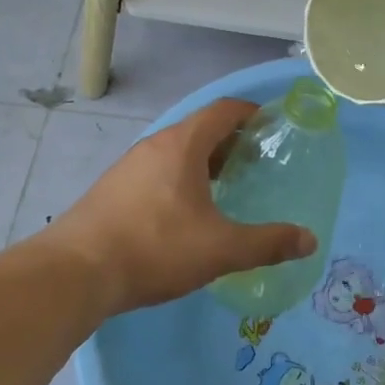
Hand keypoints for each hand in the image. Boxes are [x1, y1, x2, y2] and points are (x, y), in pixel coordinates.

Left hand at [42, 99, 316, 319]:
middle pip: (199, 129)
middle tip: (257, 163)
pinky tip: (185, 213)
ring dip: (203, 161)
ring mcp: (128, 167)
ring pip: (175, 152)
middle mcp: (154, 146)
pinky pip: (156, 171)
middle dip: (230, 141)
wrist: (76, 273)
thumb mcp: (220, 249)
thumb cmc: (155, 249)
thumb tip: (309, 240)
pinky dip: (179, 178)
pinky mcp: (112, 190)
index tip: (272, 126)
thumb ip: (267, 243)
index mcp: (182, 145)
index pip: (222, 111)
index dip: (250, 113)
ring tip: (226, 188)